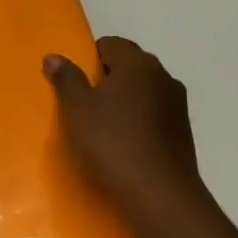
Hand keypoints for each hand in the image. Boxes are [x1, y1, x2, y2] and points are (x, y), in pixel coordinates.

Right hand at [44, 36, 207, 220]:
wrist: (158, 194)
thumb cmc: (112, 142)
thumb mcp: (77, 109)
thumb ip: (66, 79)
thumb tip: (54, 56)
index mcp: (138, 64)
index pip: (111, 44)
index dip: (89, 59)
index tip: (74, 85)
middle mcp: (163, 77)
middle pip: (129, 66)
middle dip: (106, 80)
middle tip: (83, 106)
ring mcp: (178, 105)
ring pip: (143, 92)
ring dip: (123, 102)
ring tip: (102, 129)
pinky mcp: (183, 132)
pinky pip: (154, 115)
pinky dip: (138, 122)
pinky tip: (124, 146)